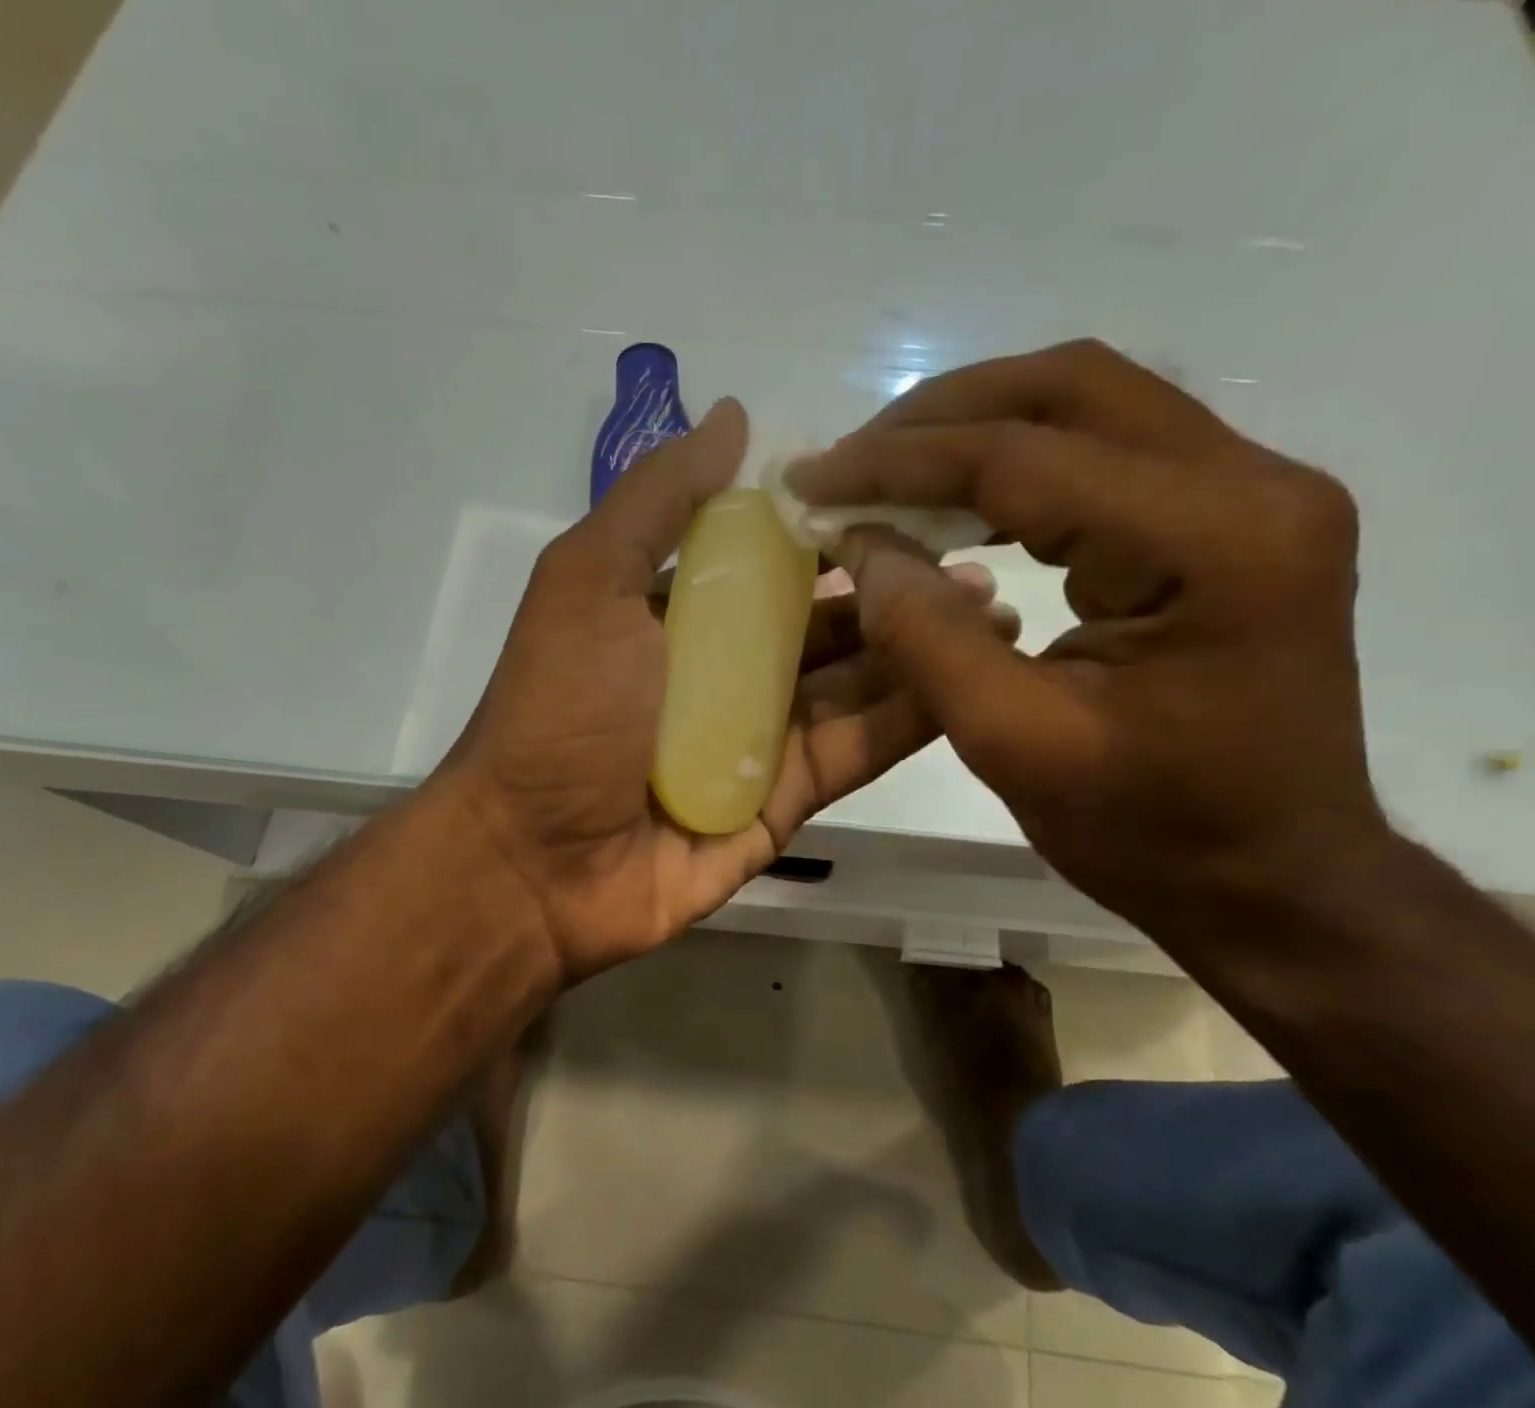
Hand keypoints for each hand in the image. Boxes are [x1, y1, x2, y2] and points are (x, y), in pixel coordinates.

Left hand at [437, 399, 979, 979]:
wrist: (537, 863)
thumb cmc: (561, 710)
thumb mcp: (588, 583)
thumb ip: (657, 501)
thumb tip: (736, 417)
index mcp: (683, 614)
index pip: (774, 557)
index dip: (835, 525)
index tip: (909, 490)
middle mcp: (728, 670)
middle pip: (826, 620)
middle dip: (895, 586)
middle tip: (979, 550)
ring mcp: (762, 738)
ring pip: (855, 682)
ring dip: (919, 644)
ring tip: (997, 607)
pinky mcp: (789, 800)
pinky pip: (856, 750)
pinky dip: (910, 717)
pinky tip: (972, 676)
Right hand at [788, 340, 1390, 946]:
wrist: (1276, 877)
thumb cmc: (1154, 831)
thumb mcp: (1017, 745)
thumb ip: (926, 636)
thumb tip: (857, 541)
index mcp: (1214, 543)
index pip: (1026, 457)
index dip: (901, 462)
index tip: (813, 476)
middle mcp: (1254, 484)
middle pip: (1071, 386)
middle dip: (939, 416)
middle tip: (849, 461)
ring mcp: (1254, 492)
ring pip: (1089, 404)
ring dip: (975, 430)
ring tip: (886, 476)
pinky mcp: (1232, 516)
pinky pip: (1106, 452)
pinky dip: (1015, 465)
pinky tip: (954, 505)